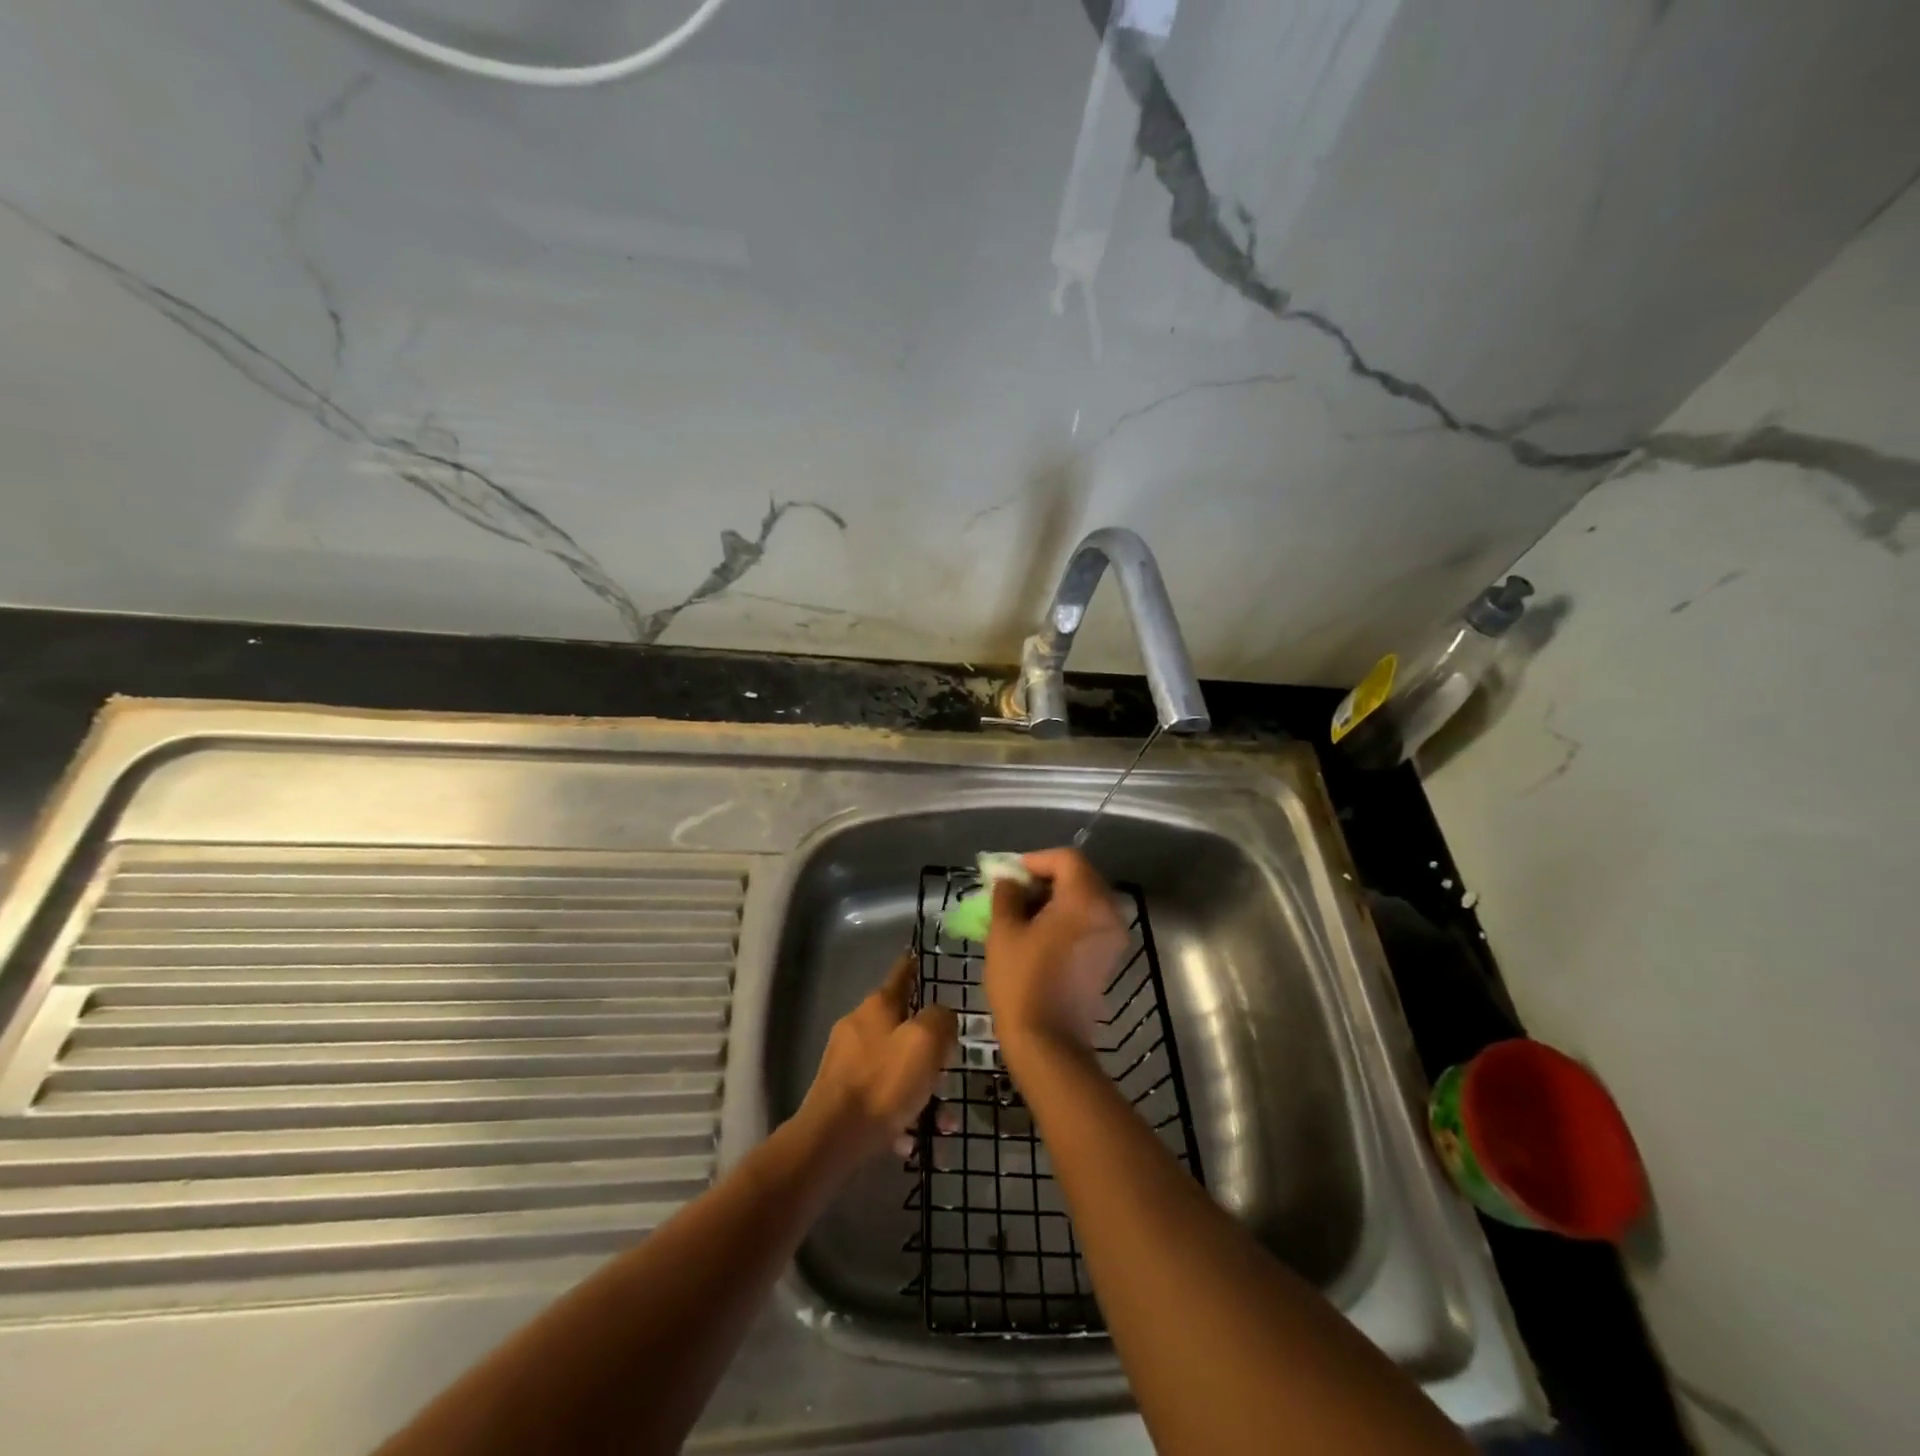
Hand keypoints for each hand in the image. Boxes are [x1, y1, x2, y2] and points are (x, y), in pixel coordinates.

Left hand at [799, 951, 957, 1162]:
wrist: (832, 1138)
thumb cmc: (884, 1082)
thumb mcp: (925, 1042)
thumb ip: (940, 1019)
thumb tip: (941, 1015)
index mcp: (877, 1006)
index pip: (901, 974)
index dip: (913, 966)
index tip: (918, 955)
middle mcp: (858, 1027)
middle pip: (901, 1026)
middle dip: (929, 1048)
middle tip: (950, 1067)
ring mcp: (846, 1062)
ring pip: (894, 1067)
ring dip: (920, 1090)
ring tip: (942, 1120)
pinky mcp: (841, 1095)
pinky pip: (881, 1098)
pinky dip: (900, 1114)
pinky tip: (912, 1139)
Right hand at [985, 848, 1127, 1062]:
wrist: (1049, 1043)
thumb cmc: (1022, 982)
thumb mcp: (1003, 932)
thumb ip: (1006, 895)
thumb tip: (1010, 881)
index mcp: (1085, 900)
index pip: (1066, 859)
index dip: (1036, 860)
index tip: (1010, 874)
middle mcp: (1108, 912)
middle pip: (1080, 876)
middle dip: (1046, 878)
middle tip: (1014, 891)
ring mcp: (1113, 936)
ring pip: (1085, 899)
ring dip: (1056, 898)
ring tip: (1022, 912)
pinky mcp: (1109, 957)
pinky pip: (1089, 921)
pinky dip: (1067, 917)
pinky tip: (1039, 932)